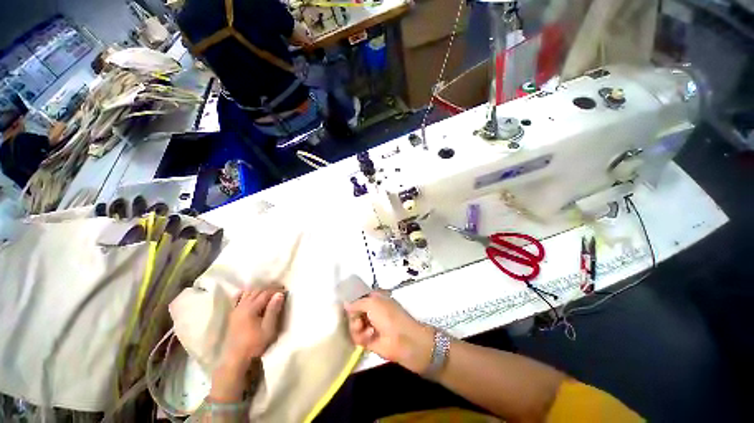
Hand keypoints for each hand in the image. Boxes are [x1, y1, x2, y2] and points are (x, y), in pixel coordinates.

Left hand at [222, 286, 285, 368]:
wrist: (236, 359)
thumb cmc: (255, 344)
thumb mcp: (268, 328)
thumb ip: (273, 310)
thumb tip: (279, 294)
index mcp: (251, 308)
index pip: (266, 293)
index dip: (276, 290)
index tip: (286, 291)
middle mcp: (242, 306)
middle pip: (257, 291)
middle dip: (269, 289)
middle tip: (280, 291)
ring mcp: (236, 310)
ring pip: (248, 294)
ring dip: (259, 291)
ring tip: (268, 293)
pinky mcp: (233, 315)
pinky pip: (237, 299)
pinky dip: (243, 294)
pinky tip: (246, 293)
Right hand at [345, 292, 434, 373]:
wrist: (403, 341)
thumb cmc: (389, 316)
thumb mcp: (372, 303)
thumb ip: (357, 303)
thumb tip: (345, 304)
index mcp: (375, 299)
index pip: (359, 297)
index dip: (352, 301)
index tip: (344, 305)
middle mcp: (372, 311)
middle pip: (353, 312)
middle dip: (354, 316)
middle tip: (358, 320)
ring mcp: (370, 325)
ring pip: (353, 325)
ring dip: (357, 327)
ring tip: (364, 329)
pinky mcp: (369, 340)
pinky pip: (357, 337)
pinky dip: (361, 337)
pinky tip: (370, 337)